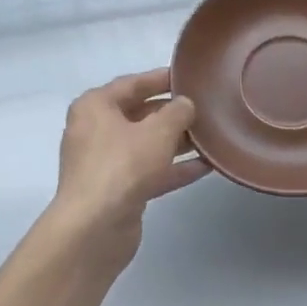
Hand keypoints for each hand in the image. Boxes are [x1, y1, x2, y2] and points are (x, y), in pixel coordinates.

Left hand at [44, 68, 208, 261]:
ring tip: (211, 136)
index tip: (189, 76)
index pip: (132, 83)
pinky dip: (174, 168)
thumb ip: (177, 112)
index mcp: (95, 106)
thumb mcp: (158, 131)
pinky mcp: (117, 191)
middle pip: (140, 114)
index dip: (162, 78)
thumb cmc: (123, 166)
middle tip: (206, 108)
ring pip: (146, 145)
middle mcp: (96, 131)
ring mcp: (105, 163)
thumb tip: (185, 104)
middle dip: (172, 113)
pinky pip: (150, 171)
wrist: (94, 229)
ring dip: (177, 142)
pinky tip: (205, 166)